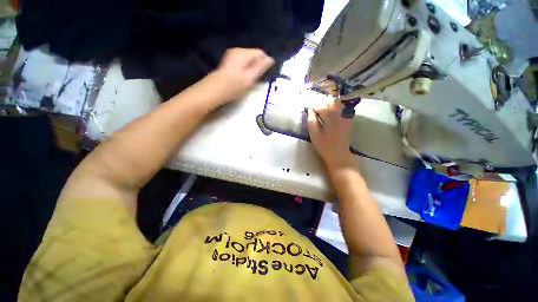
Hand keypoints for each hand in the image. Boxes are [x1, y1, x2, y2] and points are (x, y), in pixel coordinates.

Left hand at [210, 48, 274, 101]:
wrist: (214, 91)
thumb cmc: (234, 86)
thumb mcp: (249, 77)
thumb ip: (261, 67)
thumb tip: (271, 59)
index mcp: (242, 53)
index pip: (260, 52)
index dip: (266, 62)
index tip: (266, 74)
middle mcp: (237, 51)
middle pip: (254, 55)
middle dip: (258, 65)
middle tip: (258, 79)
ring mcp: (231, 56)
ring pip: (248, 60)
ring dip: (253, 68)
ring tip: (252, 80)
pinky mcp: (229, 62)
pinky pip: (243, 63)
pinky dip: (246, 69)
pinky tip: (245, 78)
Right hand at [307, 100, 354, 169]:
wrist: (338, 154)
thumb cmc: (324, 146)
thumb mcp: (314, 135)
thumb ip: (311, 122)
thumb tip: (309, 110)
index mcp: (331, 118)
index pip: (322, 106)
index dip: (314, 107)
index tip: (309, 110)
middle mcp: (340, 115)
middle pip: (333, 101)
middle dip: (323, 103)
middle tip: (316, 109)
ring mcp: (346, 117)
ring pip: (338, 104)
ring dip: (329, 105)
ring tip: (322, 111)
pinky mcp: (348, 120)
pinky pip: (342, 109)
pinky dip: (335, 109)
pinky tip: (330, 115)